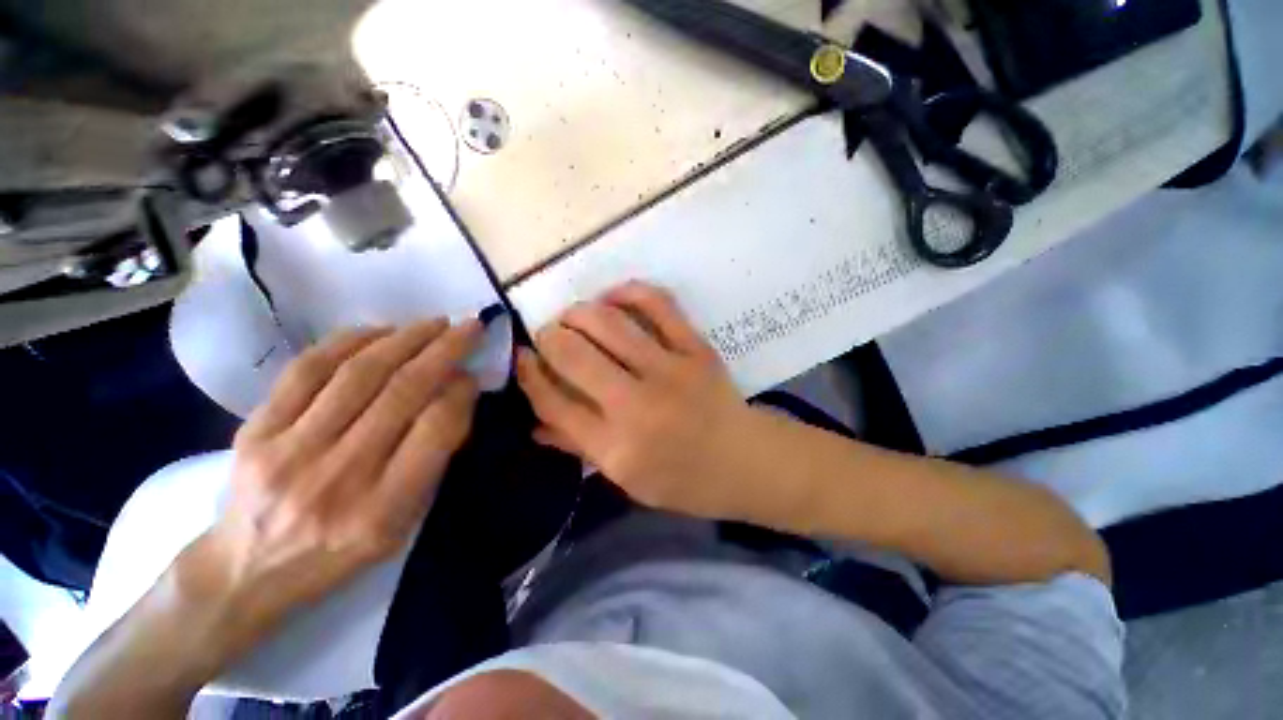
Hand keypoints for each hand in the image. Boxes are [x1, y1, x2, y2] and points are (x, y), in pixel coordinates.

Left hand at [197, 318, 481, 622]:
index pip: (435, 430)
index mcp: (382, 510)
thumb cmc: (336, 553)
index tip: (472, 374)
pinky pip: (307, 371)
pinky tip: (379, 330)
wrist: (244, 572)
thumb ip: (433, 461)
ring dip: (405, 339)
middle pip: (402, 393)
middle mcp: (338, 477)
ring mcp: (289, 451)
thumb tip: (455, 394)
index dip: (461, 392)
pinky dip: (349, 341)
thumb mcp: (401, 525)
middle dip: (444, 351)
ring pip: (359, 374)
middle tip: (468, 327)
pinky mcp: (255, 431)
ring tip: (433, 323)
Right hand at [516, 281, 765, 520]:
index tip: (523, 358)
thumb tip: (534, 422)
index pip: (553, 401)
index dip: (529, 374)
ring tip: (572, 317)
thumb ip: (580, 446)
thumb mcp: (627, 479)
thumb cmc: (684, 480)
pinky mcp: (695, 347)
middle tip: (548, 336)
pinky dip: (627, 292)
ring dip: (578, 312)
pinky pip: (656, 303)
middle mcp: (637, 405)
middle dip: (548, 336)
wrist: (746, 461)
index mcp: (616, 448)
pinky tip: (611, 298)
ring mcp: (670, 370)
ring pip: (607, 321)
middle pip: (572, 353)